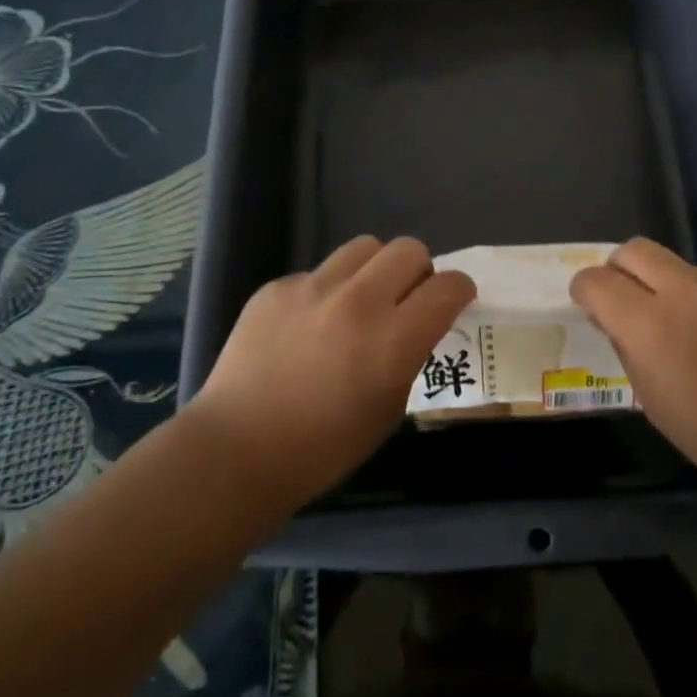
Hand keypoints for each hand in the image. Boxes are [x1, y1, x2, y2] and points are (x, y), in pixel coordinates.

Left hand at [180, 236, 475, 514]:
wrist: (237, 450)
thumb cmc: (324, 447)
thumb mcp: (389, 409)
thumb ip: (410, 356)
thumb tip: (416, 326)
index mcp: (393, 340)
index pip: (448, 286)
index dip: (459, 291)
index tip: (453, 302)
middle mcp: (358, 301)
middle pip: (410, 249)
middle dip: (418, 271)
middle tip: (405, 301)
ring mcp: (313, 288)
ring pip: (365, 246)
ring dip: (374, 270)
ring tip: (358, 302)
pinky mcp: (277, 287)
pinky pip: (318, 272)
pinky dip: (326, 291)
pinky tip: (307, 326)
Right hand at [570, 238, 696, 518]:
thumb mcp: (654, 401)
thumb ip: (628, 347)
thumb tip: (616, 318)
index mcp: (652, 326)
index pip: (596, 281)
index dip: (585, 290)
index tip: (591, 304)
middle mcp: (688, 290)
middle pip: (634, 250)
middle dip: (622, 270)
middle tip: (633, 301)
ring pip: (683, 268)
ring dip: (676, 290)